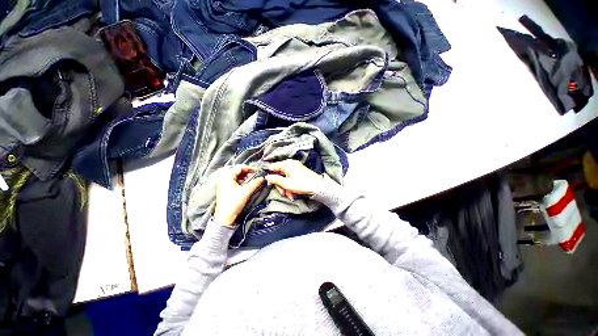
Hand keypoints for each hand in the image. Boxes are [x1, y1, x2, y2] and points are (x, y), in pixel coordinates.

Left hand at [214, 166, 263, 227]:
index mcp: (227, 177)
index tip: (258, 171)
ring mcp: (223, 184)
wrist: (225, 217)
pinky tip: (246, 185)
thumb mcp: (246, 191)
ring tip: (252, 180)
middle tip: (256, 175)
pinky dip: (241, 181)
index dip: (249, 168)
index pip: (240, 167)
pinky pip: (234, 181)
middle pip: (237, 171)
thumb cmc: (234, 202)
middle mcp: (224, 178)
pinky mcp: (225, 190)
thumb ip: (255, 183)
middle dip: (247, 172)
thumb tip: (263, 178)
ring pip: (236, 176)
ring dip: (245, 177)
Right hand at [265, 160, 323, 199]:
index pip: (273, 167)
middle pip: (279, 174)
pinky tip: (293, 194)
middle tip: (283, 193)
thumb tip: (267, 177)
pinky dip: (290, 186)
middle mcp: (291, 164)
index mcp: (287, 164)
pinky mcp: (299, 173)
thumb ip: (275, 179)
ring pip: (285, 178)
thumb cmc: (301, 184)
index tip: (269, 184)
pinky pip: (291, 179)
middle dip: (280, 185)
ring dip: (286, 188)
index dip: (270, 176)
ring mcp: (296, 168)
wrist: (317, 187)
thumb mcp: (286, 184)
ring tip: (290, 195)